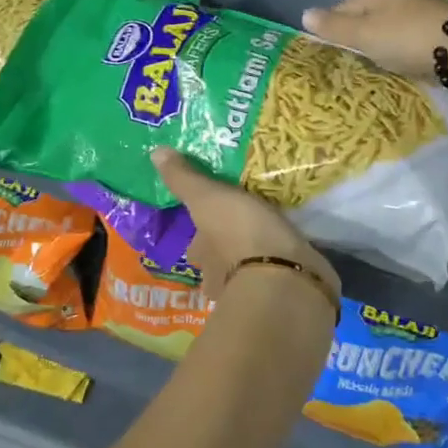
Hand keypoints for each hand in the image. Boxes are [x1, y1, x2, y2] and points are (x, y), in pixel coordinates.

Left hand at [153, 147, 338, 309]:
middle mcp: (219, 278)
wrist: (285, 277)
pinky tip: (292, 252)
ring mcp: (252, 290)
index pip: (196, 242)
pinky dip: (282, 266)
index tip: (215, 216)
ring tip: (272, 234)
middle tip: (246, 222)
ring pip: (247, 271)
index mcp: (201, 255)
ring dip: (255, 258)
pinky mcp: (283, 294)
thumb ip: (185, 178)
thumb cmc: (240, 234)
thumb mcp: (208, 198)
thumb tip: (155, 152)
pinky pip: (279, 276)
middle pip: (219, 260)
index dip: (202, 231)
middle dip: (228, 247)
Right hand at [302, 0, 447, 79]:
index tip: (324, 42)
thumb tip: (304, 14)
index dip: (332, 22)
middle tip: (349, 52)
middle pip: (370, 11)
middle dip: (358, 29)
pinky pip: (411, 34)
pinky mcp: (443, 27)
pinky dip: (402, 44)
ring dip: (381, 37)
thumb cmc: (405, 38)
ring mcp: (425, 9)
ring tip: (374, 57)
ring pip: (392, 22)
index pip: (346, 4)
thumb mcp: (364, 34)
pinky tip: (402, 57)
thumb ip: (335, 26)